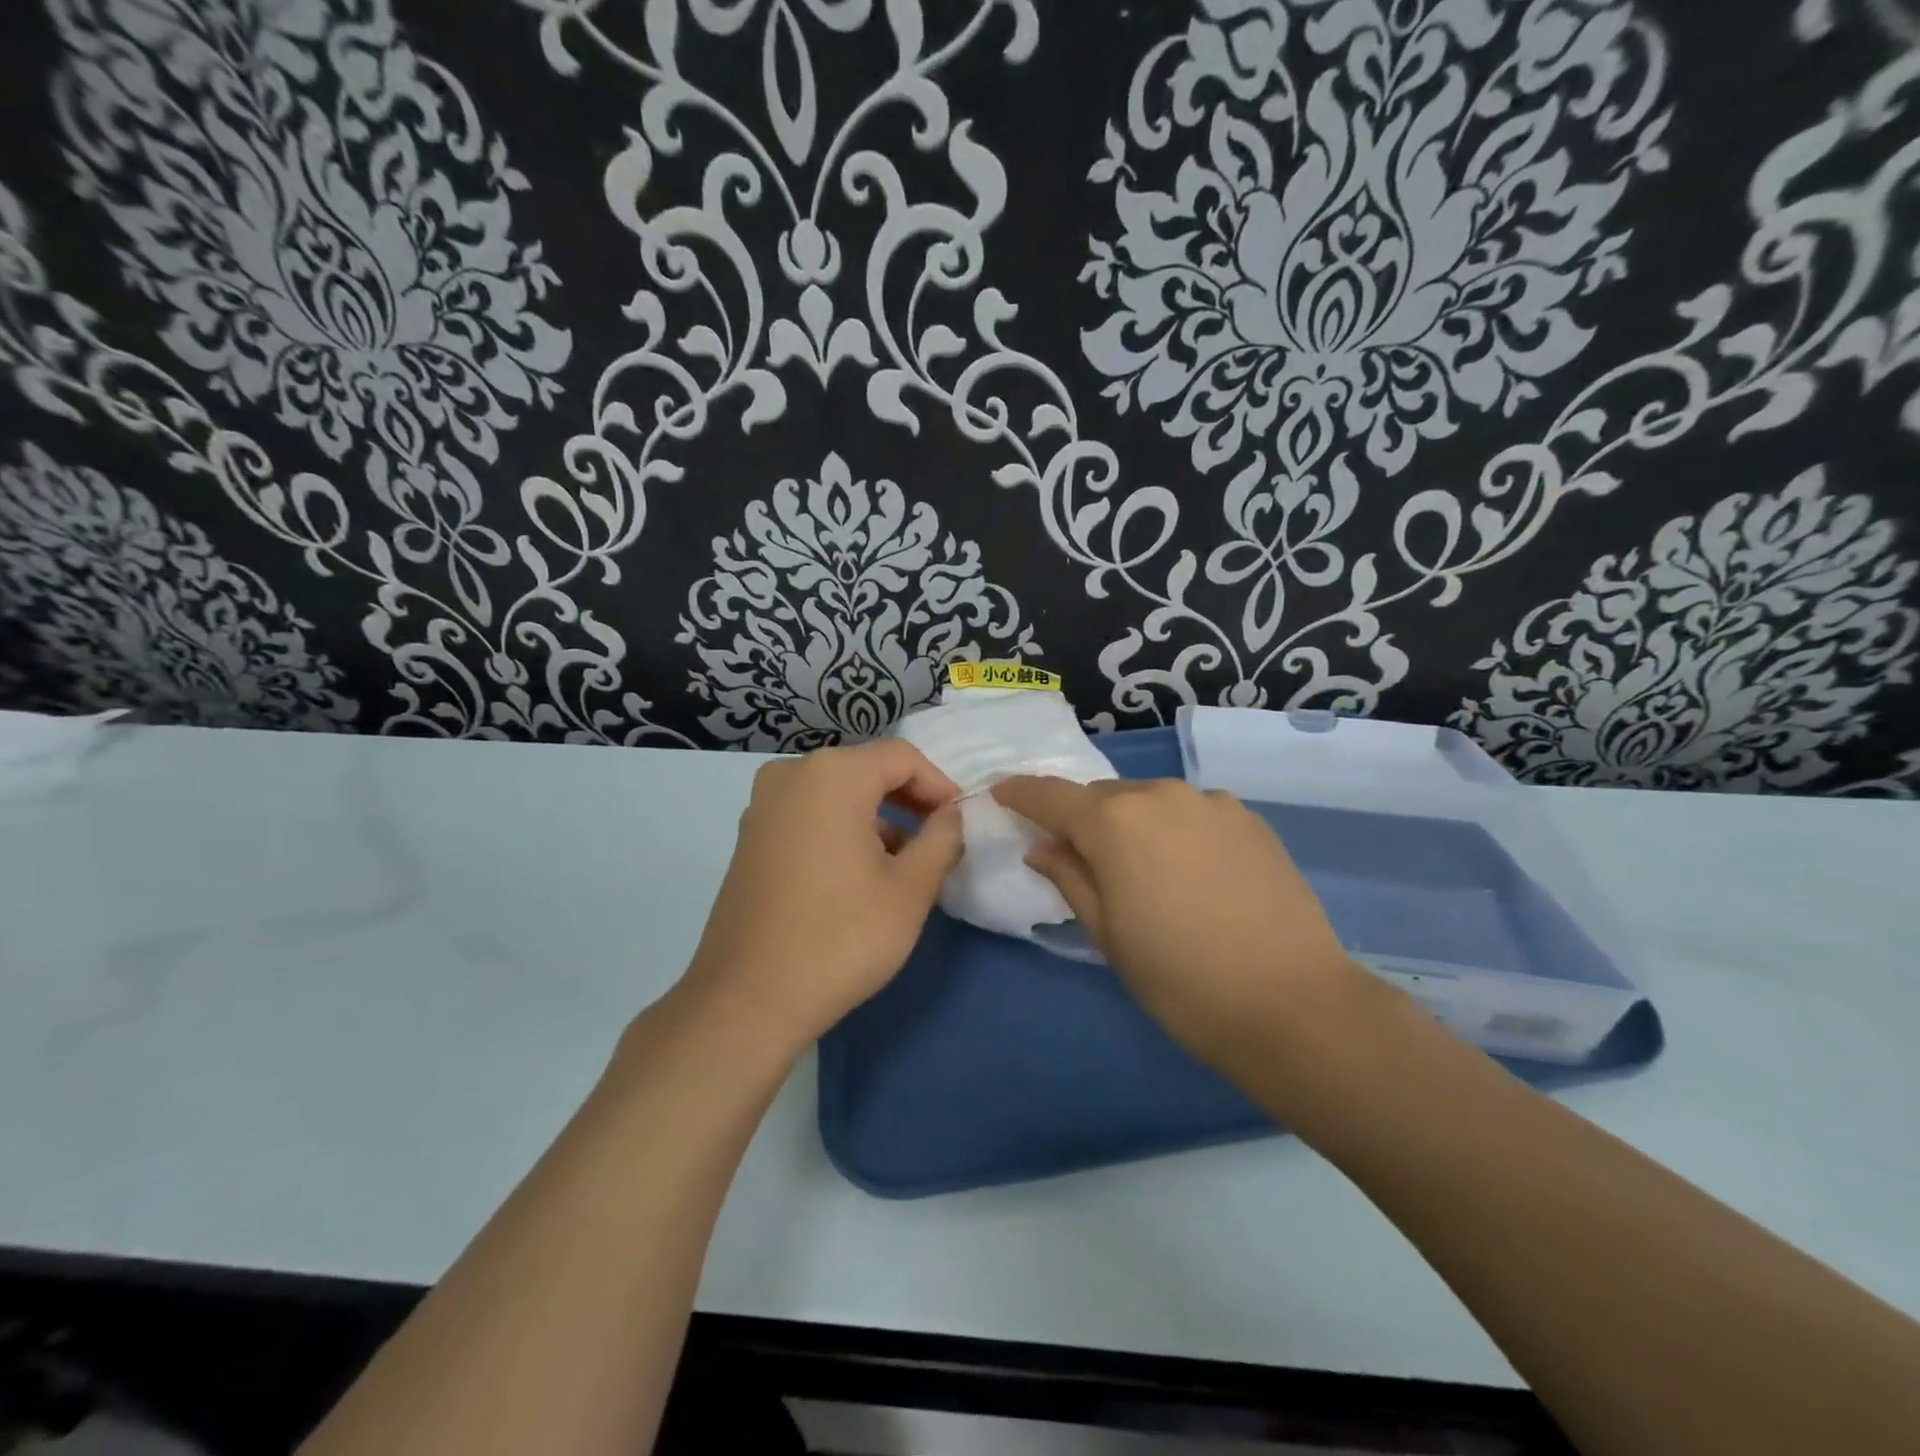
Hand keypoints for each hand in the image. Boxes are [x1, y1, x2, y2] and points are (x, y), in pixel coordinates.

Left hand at [679, 741, 963, 1055]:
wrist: (747, 1000)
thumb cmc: (840, 937)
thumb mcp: (910, 889)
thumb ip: (942, 839)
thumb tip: (951, 816)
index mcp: (832, 774)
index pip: (902, 758)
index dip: (940, 786)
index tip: (960, 824)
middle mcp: (791, 774)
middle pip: (867, 770)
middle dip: (909, 802)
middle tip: (938, 842)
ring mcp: (763, 806)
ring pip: (837, 795)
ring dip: (877, 819)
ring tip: (904, 867)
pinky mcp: (749, 838)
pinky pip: (809, 816)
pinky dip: (842, 831)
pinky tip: (859, 876)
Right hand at [992, 777, 1361, 1069]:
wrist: (1291, 1003)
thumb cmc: (1179, 978)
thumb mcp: (1108, 934)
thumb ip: (1070, 878)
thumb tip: (1043, 848)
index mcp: (1114, 822)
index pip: (1050, 796)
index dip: (1021, 793)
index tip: (1001, 794)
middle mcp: (1159, 794)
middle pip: (1102, 797)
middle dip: (1081, 818)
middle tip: (1076, 855)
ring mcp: (1210, 802)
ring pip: (1149, 801)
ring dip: (1131, 823)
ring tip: (1140, 869)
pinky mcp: (1248, 818)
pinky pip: (1191, 812)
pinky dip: (1174, 830)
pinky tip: (1189, 871)